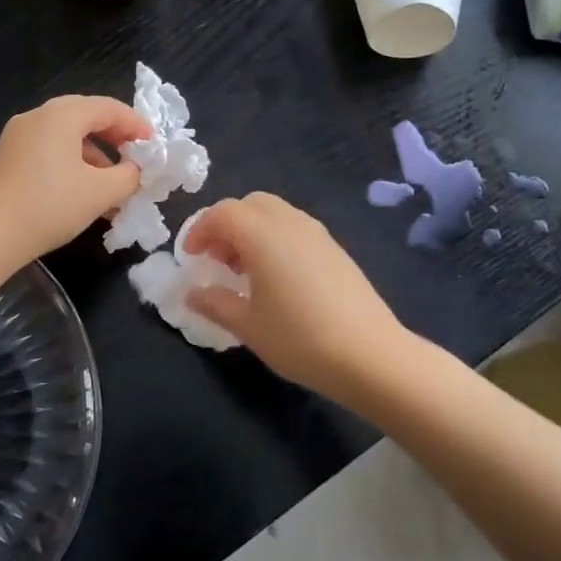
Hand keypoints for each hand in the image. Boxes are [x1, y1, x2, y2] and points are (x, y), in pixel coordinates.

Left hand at [0, 95, 152, 267]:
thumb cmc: (50, 206)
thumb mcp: (101, 192)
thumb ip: (129, 176)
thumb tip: (136, 169)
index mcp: (60, 115)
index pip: (108, 108)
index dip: (136, 125)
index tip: (155, 147)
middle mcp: (37, 117)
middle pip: (86, 117)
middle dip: (116, 139)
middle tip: (137, 160)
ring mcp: (18, 137)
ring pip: (66, 137)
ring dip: (95, 157)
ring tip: (113, 187)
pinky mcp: (8, 158)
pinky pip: (49, 151)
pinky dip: (72, 165)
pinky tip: (84, 194)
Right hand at [183, 193, 407, 402]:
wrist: (370, 355)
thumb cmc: (299, 339)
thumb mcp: (247, 326)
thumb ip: (214, 303)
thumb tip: (190, 294)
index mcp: (263, 235)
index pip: (222, 213)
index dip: (200, 230)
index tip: (191, 258)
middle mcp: (290, 223)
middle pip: (250, 204)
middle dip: (226, 226)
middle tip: (216, 261)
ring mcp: (317, 234)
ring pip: (275, 214)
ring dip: (251, 232)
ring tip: (243, 273)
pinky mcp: (335, 250)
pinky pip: (295, 229)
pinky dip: (275, 240)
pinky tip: (276, 280)